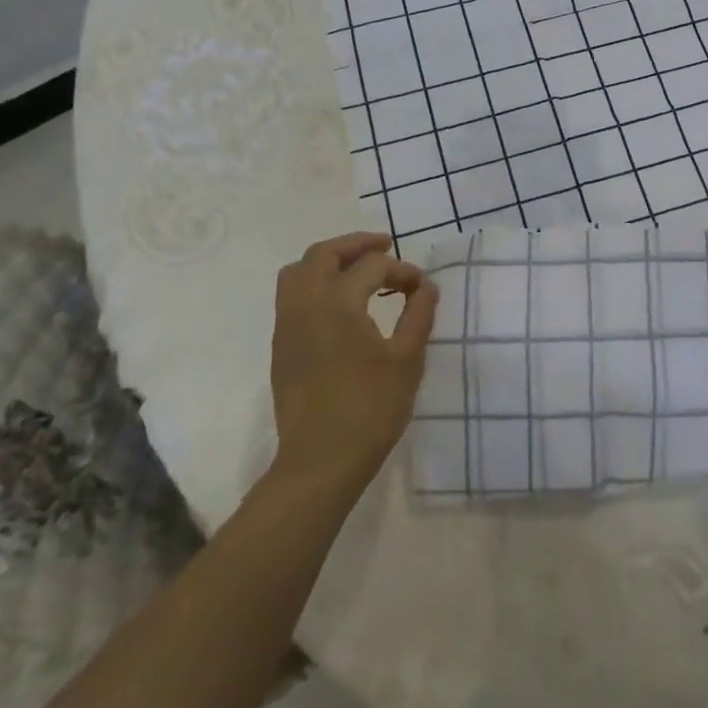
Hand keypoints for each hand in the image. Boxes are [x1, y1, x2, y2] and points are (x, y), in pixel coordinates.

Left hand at [271, 232, 437, 487]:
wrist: (320, 462)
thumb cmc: (370, 409)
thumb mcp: (407, 359)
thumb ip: (419, 314)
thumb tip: (425, 286)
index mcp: (337, 303)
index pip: (373, 266)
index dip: (402, 271)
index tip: (422, 289)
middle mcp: (304, 305)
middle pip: (322, 254)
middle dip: (355, 244)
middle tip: (386, 245)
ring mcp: (286, 326)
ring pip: (298, 272)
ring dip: (329, 261)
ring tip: (360, 269)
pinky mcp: (281, 347)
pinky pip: (292, 297)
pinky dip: (316, 284)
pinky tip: (342, 304)